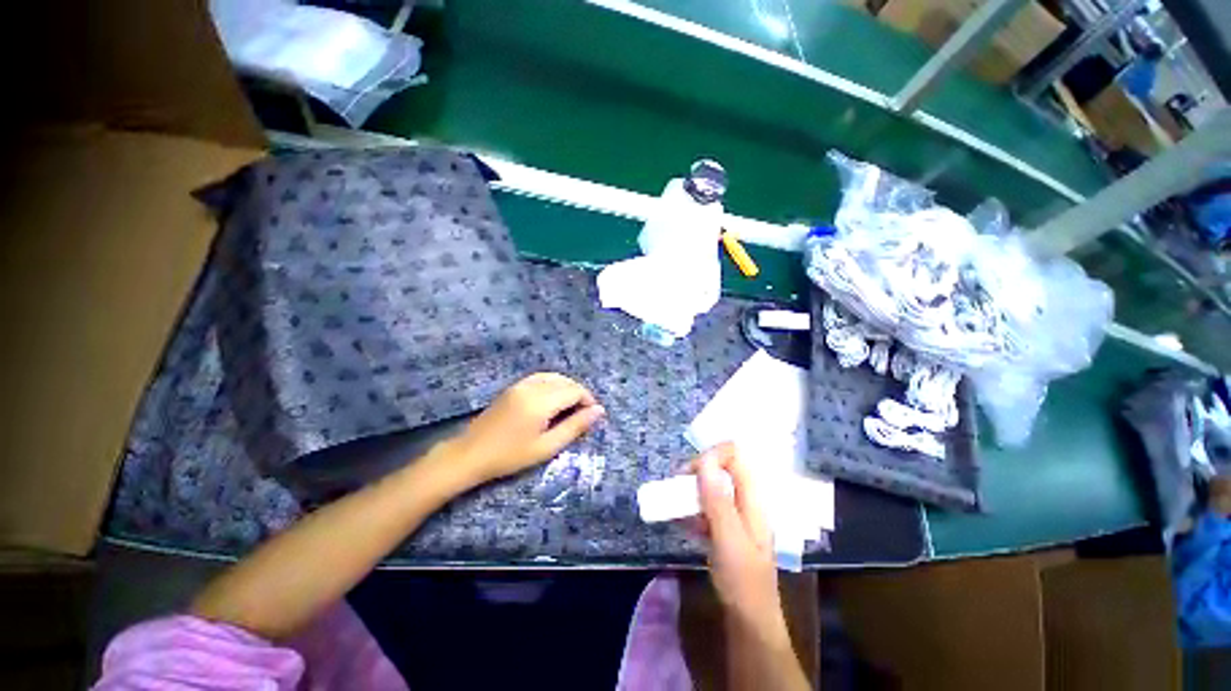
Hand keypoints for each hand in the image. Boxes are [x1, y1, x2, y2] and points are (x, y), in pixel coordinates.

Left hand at [448, 373, 603, 485]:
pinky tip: (553, 400)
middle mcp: (532, 386)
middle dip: (579, 394)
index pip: (575, 391)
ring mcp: (521, 384)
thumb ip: (575, 426)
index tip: (591, 417)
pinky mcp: (513, 387)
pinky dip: (553, 384)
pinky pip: (541, 378)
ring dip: (567, 388)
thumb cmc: (510, 456)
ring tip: (570, 408)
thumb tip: (599, 411)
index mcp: (541, 401)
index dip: (588, 401)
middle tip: (582, 415)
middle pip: (566, 381)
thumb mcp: (547, 446)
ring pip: (554, 377)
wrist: (470, 454)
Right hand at [691, 443, 783, 635]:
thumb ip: (717, 499)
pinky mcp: (726, 527)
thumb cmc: (742, 580)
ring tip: (674, 505)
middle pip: (721, 467)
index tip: (689, 473)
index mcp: (753, 497)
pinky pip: (707, 506)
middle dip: (697, 472)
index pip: (735, 454)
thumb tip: (705, 460)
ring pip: (712, 487)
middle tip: (677, 488)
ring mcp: (736, 514)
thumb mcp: (728, 538)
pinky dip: (693, 509)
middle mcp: (746, 500)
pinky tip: (680, 521)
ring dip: (692, 491)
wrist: (749, 622)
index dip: (711, 455)